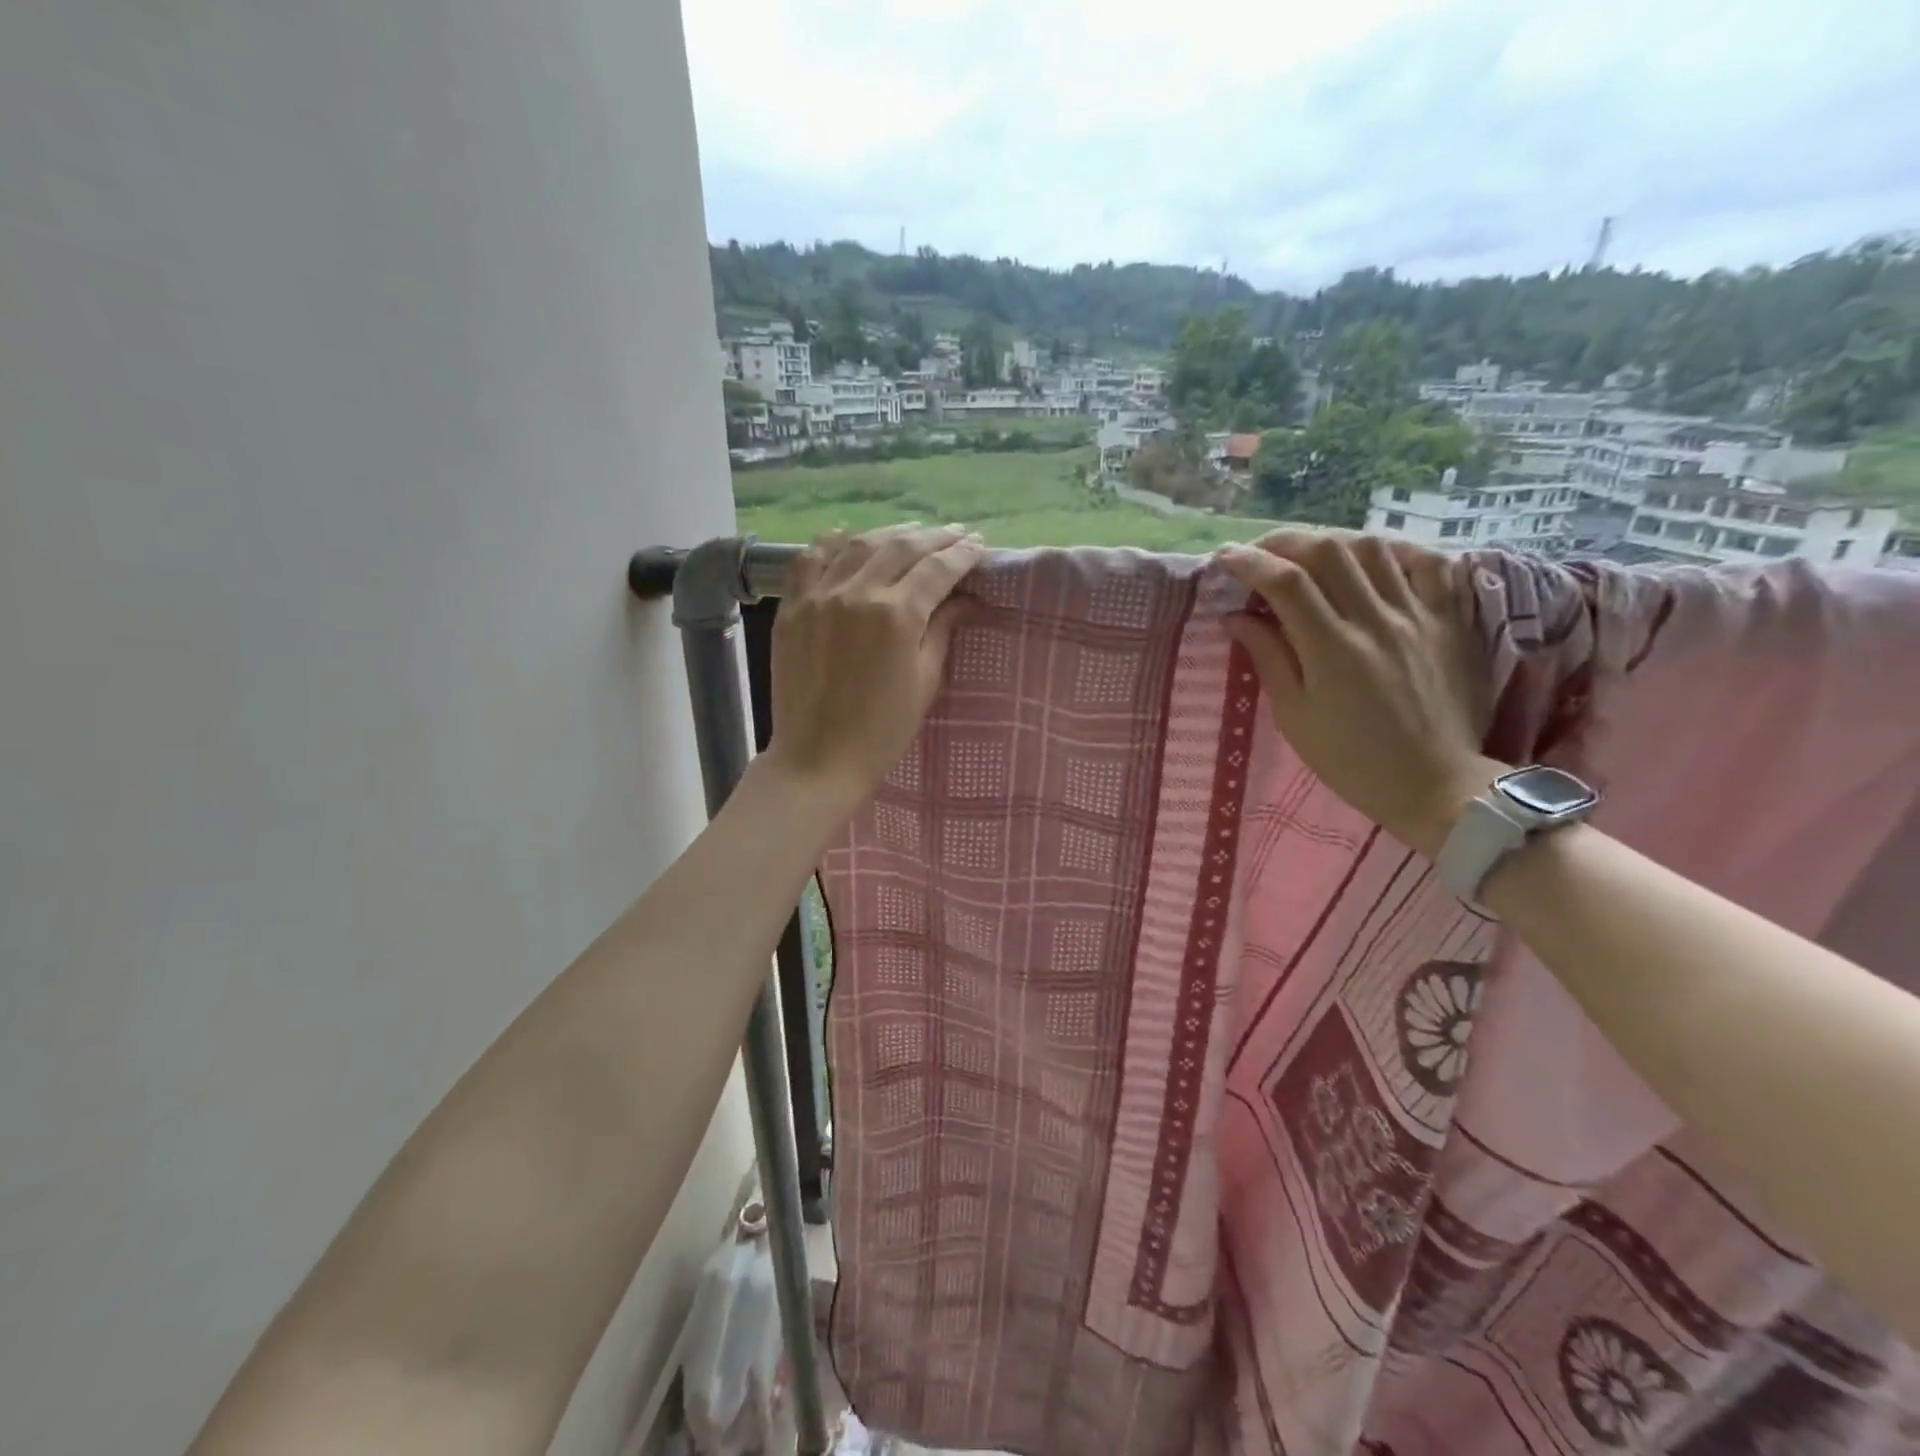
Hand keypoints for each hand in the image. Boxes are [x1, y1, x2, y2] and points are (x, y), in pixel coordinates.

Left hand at [759, 524, 985, 816]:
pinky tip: (848, 536)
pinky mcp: (793, 607)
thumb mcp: (925, 681)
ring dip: (891, 534)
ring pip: (859, 544)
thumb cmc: (882, 730)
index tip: (979, 546)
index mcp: (897, 615)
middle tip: (956, 534)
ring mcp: (820, 596)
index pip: (937, 569)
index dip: (962, 554)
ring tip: (912, 534)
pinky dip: (832, 542)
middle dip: (934, 537)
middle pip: (902, 547)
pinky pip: (811, 559)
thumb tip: (965, 599)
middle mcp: (858, 593)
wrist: (818, 758)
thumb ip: (942, 630)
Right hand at [1218, 530, 1503, 857]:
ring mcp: (1417, 616)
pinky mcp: (1449, 621)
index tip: (1225, 558)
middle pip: (1328, 551)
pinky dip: (1395, 551)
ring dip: (1333, 542)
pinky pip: (1428, 565)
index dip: (1251, 562)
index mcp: (1331, 649)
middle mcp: (1374, 621)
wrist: (1433, 783)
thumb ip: (1268, 658)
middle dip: (1286, 541)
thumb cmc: (1350, 759)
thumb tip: (1235, 617)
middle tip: (1262, 552)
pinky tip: (1373, 560)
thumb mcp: (1295, 717)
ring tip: (1310, 555)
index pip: (1286, 582)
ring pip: (1374, 548)